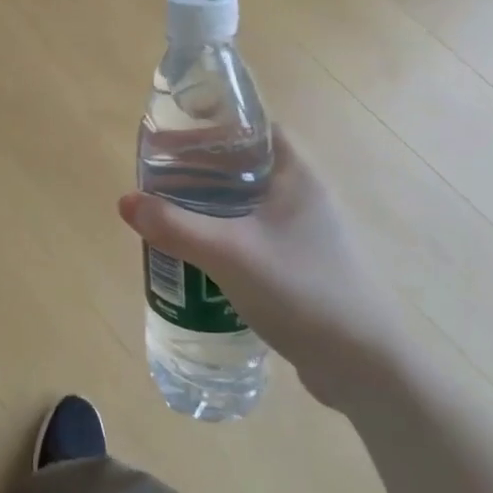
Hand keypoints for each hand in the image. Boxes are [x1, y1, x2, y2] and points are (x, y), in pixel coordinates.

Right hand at [119, 125, 404, 408]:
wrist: (366, 367)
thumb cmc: (302, 291)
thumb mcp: (229, 254)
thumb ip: (175, 226)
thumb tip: (126, 201)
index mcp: (296, 175)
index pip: (252, 128)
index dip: (211, 125)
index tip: (171, 137)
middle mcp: (303, 196)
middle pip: (242, 167)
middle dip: (198, 170)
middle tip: (156, 181)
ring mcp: (304, 234)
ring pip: (244, 205)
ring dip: (207, 206)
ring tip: (167, 216)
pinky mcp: (299, 266)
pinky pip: (251, 237)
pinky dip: (221, 237)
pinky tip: (196, 257)